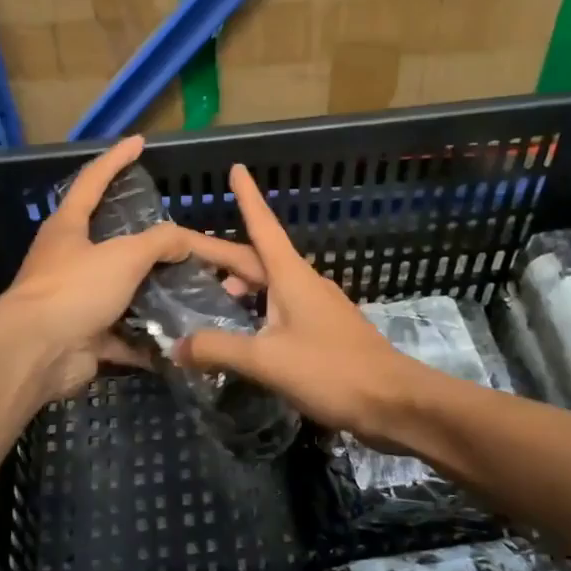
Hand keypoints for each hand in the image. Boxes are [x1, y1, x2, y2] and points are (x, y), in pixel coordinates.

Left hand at [0, 136, 265, 403]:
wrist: (36, 353)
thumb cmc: (75, 290)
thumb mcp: (123, 256)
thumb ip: (159, 242)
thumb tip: (183, 240)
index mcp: (68, 227)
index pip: (93, 181)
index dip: (116, 159)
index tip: (138, 142)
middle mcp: (68, 260)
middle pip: (110, 240)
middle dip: (145, 239)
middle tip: (180, 235)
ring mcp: (75, 299)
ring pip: (121, 290)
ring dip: (152, 292)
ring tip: (191, 285)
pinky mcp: (84, 336)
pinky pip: (123, 333)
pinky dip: (148, 338)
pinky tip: (180, 336)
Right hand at [176, 163, 414, 439]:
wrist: (394, 402)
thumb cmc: (331, 370)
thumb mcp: (266, 360)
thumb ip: (218, 349)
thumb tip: (176, 347)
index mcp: (290, 277)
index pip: (262, 226)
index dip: (247, 198)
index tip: (236, 168)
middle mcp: (304, 284)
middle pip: (257, 259)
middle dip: (221, 253)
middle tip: (184, 251)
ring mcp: (318, 308)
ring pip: (270, 286)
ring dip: (240, 285)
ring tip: (209, 296)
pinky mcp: (325, 332)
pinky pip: (282, 310)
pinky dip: (257, 311)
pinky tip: (245, 332)